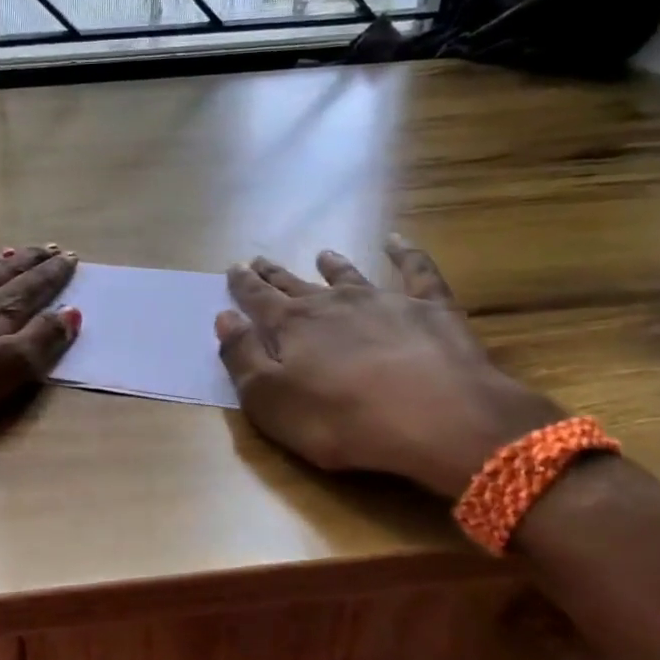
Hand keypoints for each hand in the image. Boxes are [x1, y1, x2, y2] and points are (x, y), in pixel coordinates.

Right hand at [215, 237, 561, 496]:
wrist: (436, 418)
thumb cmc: (340, 419)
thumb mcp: (269, 400)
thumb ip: (242, 357)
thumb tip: (224, 317)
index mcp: (291, 326)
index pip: (258, 299)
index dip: (243, 285)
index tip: (234, 268)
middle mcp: (332, 304)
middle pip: (296, 285)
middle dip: (275, 274)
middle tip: (259, 260)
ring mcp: (383, 300)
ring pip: (349, 275)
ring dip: (333, 265)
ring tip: (322, 253)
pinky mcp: (430, 308)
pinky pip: (416, 270)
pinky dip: (405, 253)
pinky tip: (397, 240)